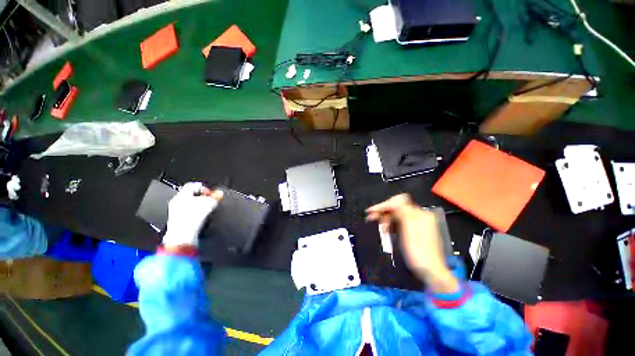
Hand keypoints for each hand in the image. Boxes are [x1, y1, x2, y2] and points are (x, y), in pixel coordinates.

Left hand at [162, 182, 222, 247]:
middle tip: (210, 201)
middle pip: (191, 195)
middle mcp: (176, 202)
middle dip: (203, 197)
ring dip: (199, 205)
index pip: (193, 185)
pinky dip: (195, 213)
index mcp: (181, 195)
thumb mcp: (209, 205)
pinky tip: (201, 218)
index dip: (205, 188)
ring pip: (190, 204)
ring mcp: (175, 212)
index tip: (212, 193)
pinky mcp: (178, 220)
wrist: (183, 238)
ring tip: (207, 209)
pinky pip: (188, 212)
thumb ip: (215, 197)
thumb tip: (219, 194)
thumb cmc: (192, 220)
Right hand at [366, 194, 458, 293]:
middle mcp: (420, 215)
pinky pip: (401, 221)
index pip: (397, 203)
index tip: (371, 211)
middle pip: (397, 207)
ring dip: (387, 218)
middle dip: (383, 212)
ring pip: (398, 214)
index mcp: (419, 214)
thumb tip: (393, 200)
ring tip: (380, 227)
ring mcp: (419, 223)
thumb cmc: (418, 253)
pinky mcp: (417, 229)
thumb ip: (402, 212)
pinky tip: (388, 229)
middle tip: (371, 217)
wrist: (431, 272)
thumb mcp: (408, 231)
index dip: (383, 206)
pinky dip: (393, 223)